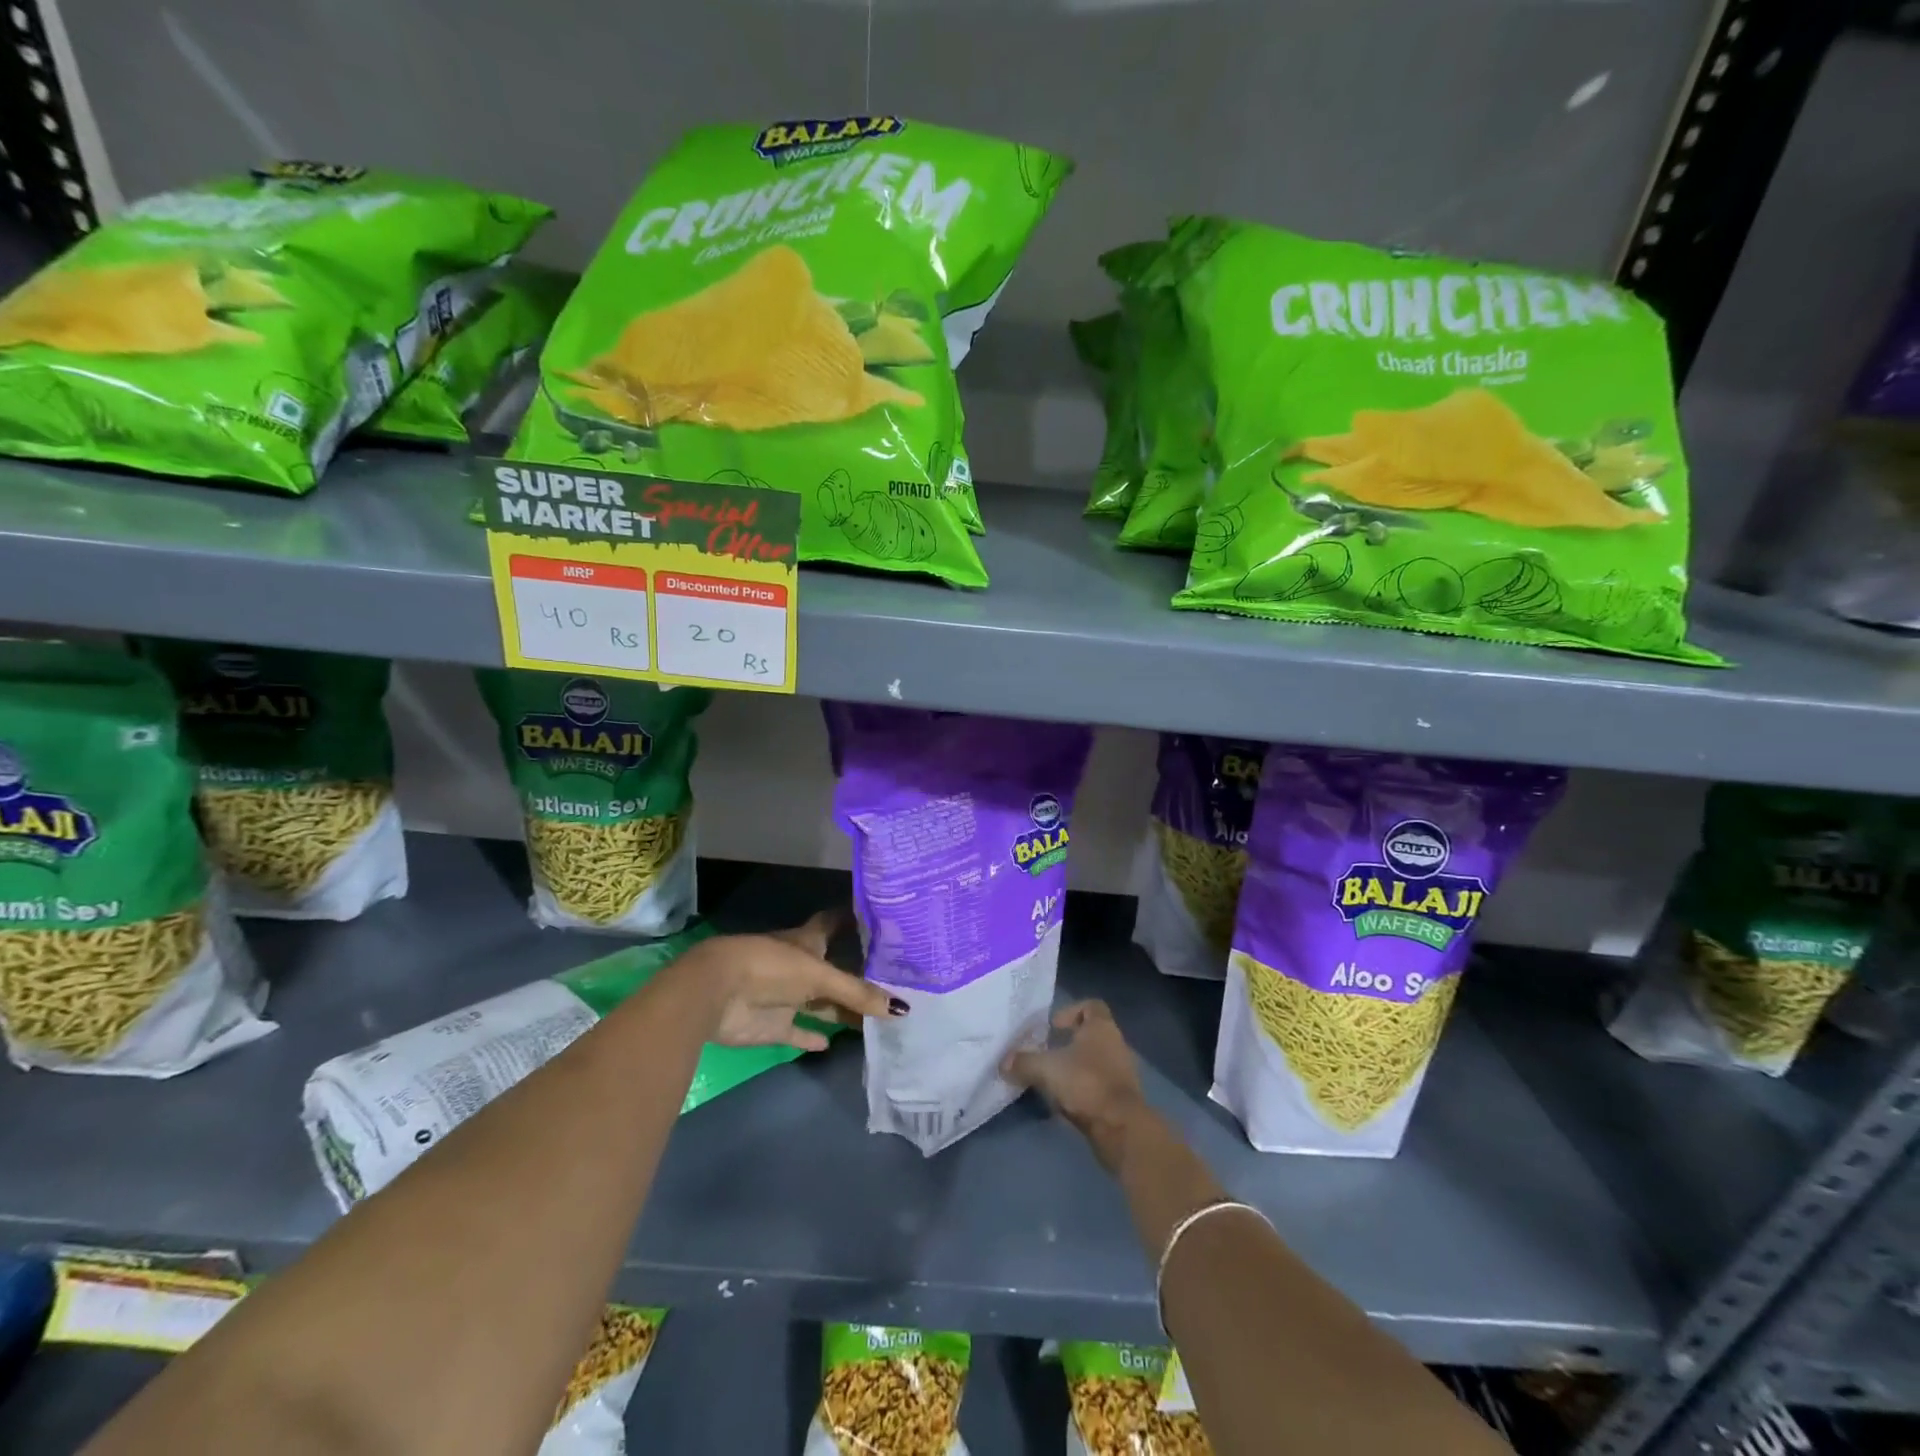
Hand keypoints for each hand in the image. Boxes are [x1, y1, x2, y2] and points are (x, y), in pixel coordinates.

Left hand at [678, 909, 901, 1051]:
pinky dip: (812, 1038)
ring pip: (821, 1004)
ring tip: (877, 1017)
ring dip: (842, 1010)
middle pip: (834, 970)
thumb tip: (902, 1008)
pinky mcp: (773, 1026)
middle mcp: (800, 966)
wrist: (716, 992)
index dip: (854, 920)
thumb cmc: (770, 967)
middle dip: (858, 975)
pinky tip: (832, 1044)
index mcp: (808, 941)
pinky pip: (798, 1033)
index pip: (835, 923)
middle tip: (894, 981)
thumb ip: (857, 993)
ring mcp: (786, 996)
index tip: (881, 919)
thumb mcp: (818, 975)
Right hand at [1002, 1000, 1148, 1172]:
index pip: (1091, 1006)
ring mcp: (1122, 1072)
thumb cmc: (1086, 1083)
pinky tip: (1064, 1101)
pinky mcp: (1122, 1098)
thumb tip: (1003, 1063)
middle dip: (1068, 1043)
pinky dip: (1082, 1089)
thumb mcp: (1046, 1069)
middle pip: (1092, 1034)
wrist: (1120, 1127)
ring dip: (1075, 1068)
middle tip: (1046, 1052)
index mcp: (1102, 1027)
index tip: (1053, 1026)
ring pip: (1095, 1061)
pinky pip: (1099, 1085)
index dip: (1071, 1011)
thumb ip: (1023, 1063)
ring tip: (1052, 1079)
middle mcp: (1116, 1044)